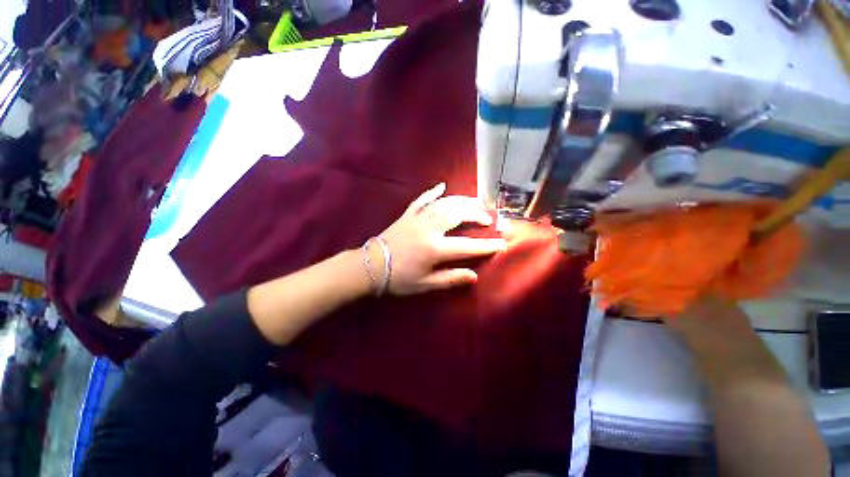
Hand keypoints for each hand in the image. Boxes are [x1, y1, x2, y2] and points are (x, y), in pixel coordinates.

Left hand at [373, 183, 506, 294]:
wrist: (370, 266)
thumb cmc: (398, 278)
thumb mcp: (425, 284)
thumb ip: (450, 279)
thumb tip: (474, 276)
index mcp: (434, 248)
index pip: (467, 246)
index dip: (486, 245)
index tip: (501, 243)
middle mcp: (429, 229)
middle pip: (458, 215)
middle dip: (476, 214)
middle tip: (488, 217)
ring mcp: (418, 218)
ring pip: (444, 203)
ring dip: (462, 201)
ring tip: (475, 202)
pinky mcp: (408, 214)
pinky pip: (422, 199)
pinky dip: (433, 192)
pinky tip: (442, 186)